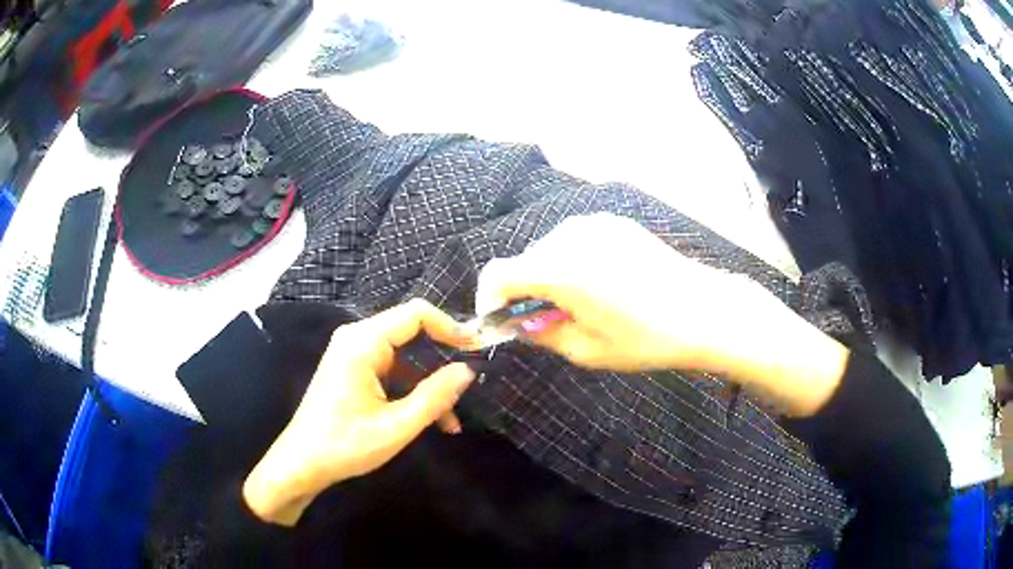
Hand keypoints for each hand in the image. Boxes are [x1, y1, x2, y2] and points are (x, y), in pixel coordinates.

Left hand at [243, 299, 477, 525]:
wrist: (302, 464)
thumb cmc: (345, 446)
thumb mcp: (396, 426)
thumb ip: (434, 396)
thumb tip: (468, 370)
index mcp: (362, 343)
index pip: (415, 314)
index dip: (450, 327)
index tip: (478, 349)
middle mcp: (356, 339)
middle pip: (411, 332)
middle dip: (443, 359)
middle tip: (472, 382)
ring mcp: (353, 354)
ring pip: (405, 356)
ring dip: (430, 384)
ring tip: (453, 420)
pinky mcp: (354, 370)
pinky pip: (392, 370)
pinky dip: (412, 390)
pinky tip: (432, 421)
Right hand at [476, 213, 847, 413]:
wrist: (703, 311)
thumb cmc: (646, 339)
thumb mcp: (587, 350)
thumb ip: (541, 334)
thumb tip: (518, 324)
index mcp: (560, 270)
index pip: (499, 274)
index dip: (490, 299)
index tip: (502, 320)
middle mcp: (571, 236)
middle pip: (525, 260)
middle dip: (525, 291)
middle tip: (548, 321)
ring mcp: (596, 224)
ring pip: (550, 249)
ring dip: (550, 275)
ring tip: (580, 303)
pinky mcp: (615, 223)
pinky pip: (576, 240)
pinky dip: (573, 261)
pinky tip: (602, 283)